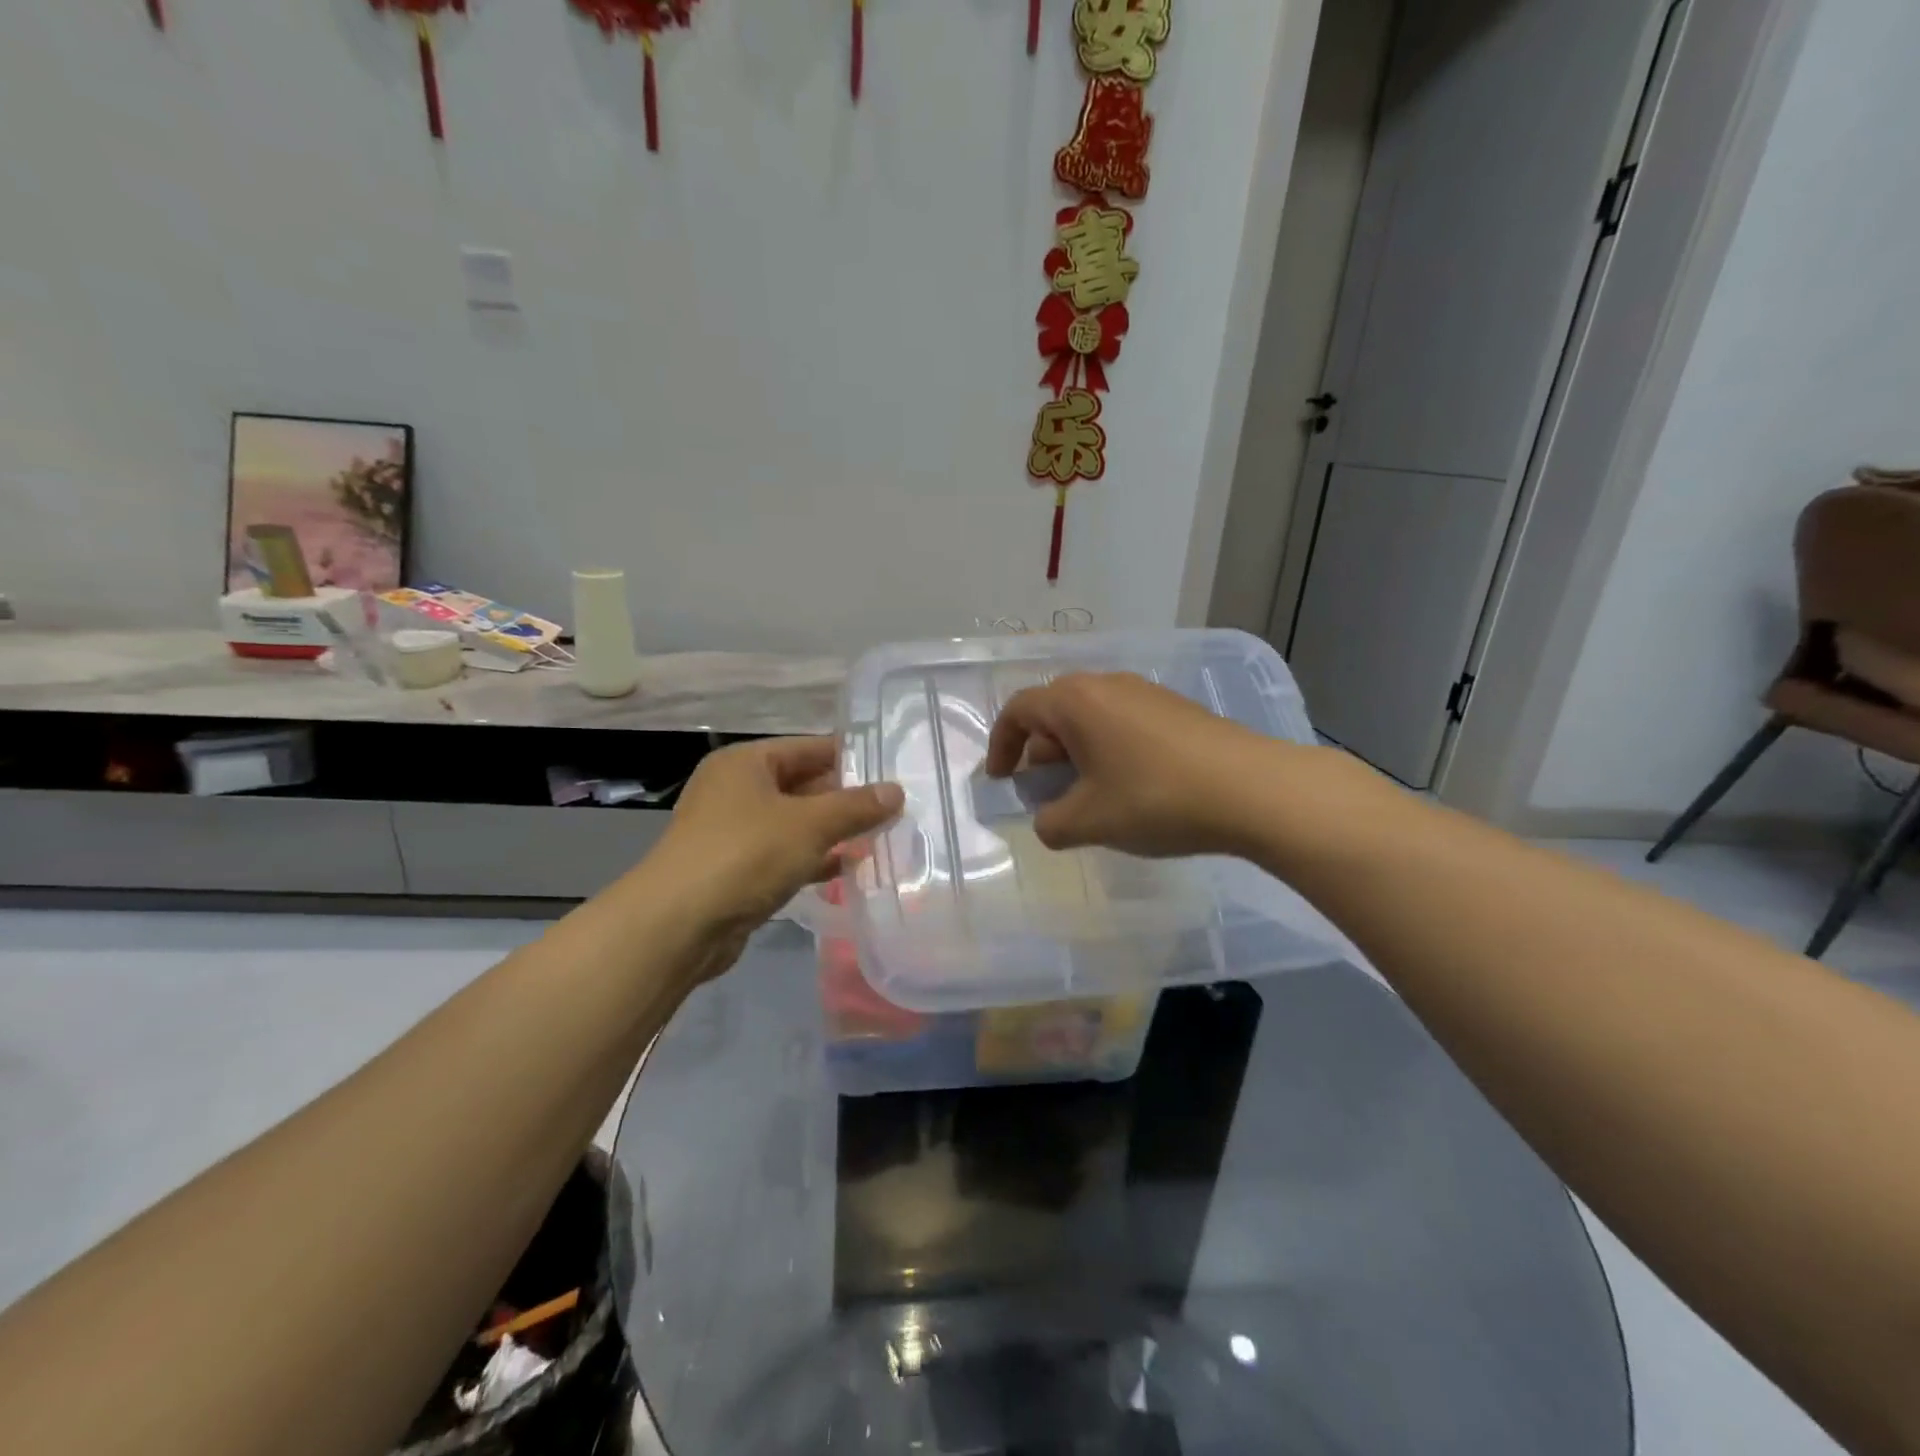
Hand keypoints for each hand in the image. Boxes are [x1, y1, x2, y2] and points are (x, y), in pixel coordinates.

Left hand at [647, 737, 902, 971]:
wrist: (678, 925)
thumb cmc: (745, 855)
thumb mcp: (810, 824)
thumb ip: (856, 807)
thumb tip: (896, 791)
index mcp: (746, 763)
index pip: (809, 748)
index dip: (851, 759)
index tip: (891, 773)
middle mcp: (735, 790)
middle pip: (802, 785)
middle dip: (845, 800)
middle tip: (893, 811)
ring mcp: (732, 832)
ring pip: (794, 823)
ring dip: (832, 832)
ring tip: (879, 839)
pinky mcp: (734, 870)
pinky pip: (782, 855)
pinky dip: (811, 859)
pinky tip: (845, 869)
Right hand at [982, 672, 1300, 857]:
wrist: (1252, 789)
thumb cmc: (1155, 799)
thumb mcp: (1089, 821)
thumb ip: (1050, 824)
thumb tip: (1048, 822)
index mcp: (1075, 701)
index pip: (1018, 711)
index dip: (1001, 746)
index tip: (1001, 780)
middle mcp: (1107, 685)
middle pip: (1054, 711)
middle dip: (1040, 752)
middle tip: (1045, 792)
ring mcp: (1146, 693)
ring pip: (1091, 718)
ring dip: (1076, 754)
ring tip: (1087, 796)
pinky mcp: (1176, 709)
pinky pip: (1123, 723)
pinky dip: (1108, 751)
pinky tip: (1129, 788)